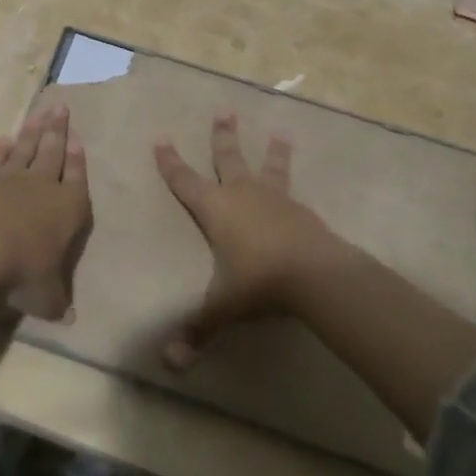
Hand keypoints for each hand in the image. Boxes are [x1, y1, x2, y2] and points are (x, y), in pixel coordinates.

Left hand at [0, 103, 90, 319]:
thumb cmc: (23, 271)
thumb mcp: (47, 296)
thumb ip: (58, 301)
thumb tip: (69, 319)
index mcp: (68, 207)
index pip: (76, 177)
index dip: (78, 158)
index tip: (79, 138)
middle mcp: (42, 185)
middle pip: (52, 151)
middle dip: (58, 129)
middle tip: (61, 106)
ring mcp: (10, 178)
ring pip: (25, 147)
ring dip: (33, 130)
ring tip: (40, 112)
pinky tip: (4, 139)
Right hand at [154, 112, 347, 368]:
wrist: (315, 275)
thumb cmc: (258, 282)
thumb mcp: (223, 307)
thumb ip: (197, 330)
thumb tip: (170, 365)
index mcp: (215, 209)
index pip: (185, 180)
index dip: (170, 162)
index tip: (161, 138)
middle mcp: (243, 194)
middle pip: (228, 158)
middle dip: (222, 136)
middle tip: (224, 110)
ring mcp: (275, 199)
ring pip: (268, 167)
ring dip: (272, 150)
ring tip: (280, 132)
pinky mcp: (302, 211)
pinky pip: (293, 192)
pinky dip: (292, 184)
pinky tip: (298, 190)